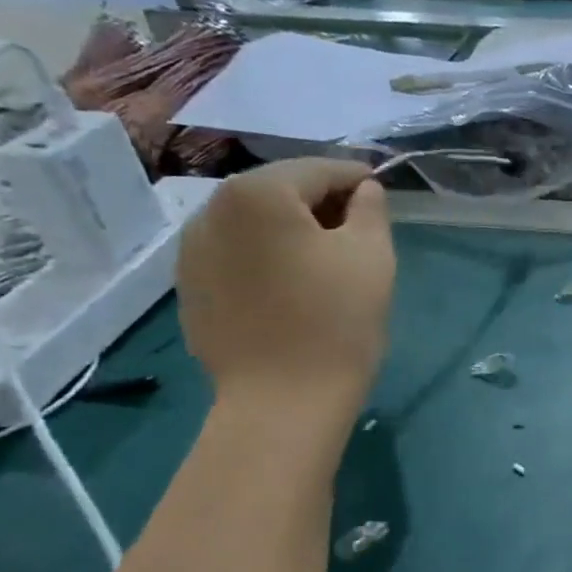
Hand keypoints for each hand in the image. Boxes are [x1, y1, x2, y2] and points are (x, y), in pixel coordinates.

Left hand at [178, 159, 393, 427]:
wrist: (283, 403)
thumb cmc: (336, 323)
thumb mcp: (372, 257)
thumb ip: (371, 209)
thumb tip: (363, 191)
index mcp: (258, 193)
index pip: (318, 169)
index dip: (356, 179)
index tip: (381, 193)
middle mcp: (211, 209)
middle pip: (279, 191)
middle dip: (321, 204)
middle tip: (358, 231)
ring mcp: (192, 251)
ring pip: (253, 224)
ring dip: (289, 232)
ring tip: (323, 262)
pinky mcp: (190, 289)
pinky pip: (235, 256)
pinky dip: (264, 259)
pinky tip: (289, 289)